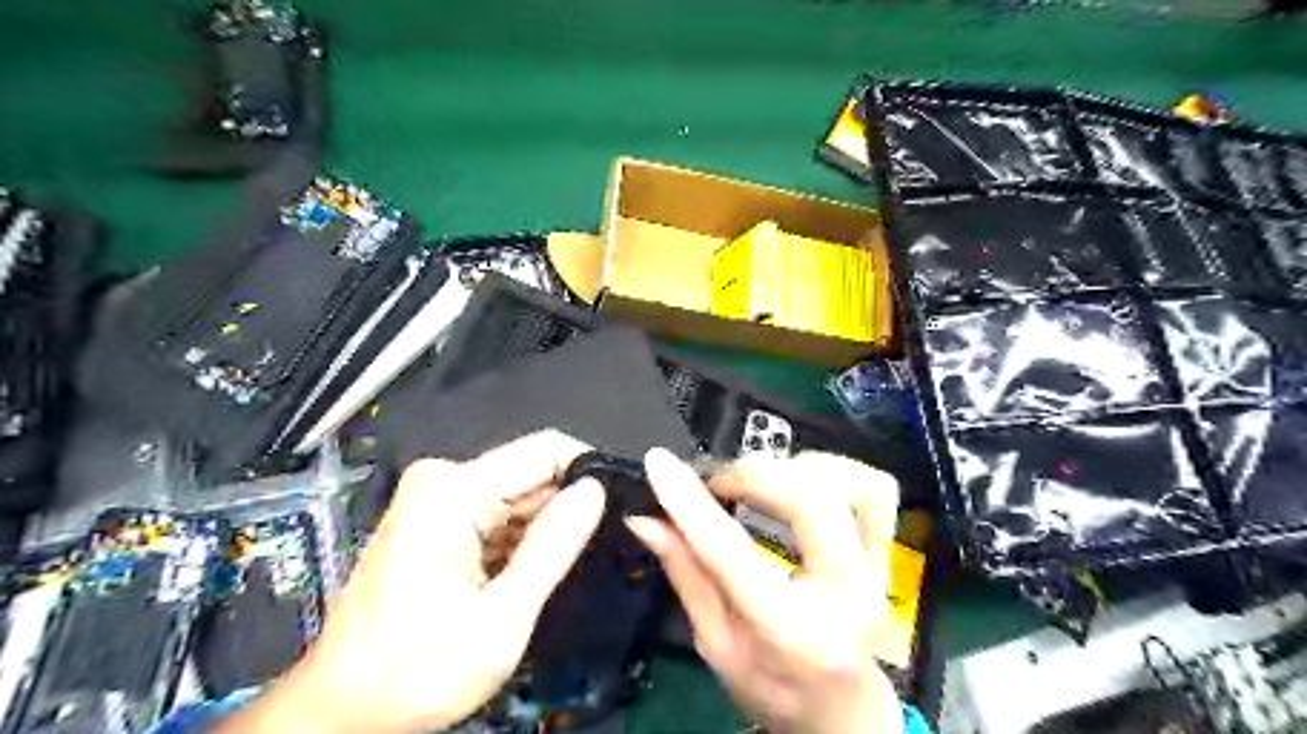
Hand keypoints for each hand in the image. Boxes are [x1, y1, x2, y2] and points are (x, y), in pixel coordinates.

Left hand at [213, 430, 602, 733]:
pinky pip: (499, 514)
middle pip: (531, 474)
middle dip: (563, 512)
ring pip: (519, 497)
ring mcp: (438, 498)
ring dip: (540, 532)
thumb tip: (595, 491)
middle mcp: (443, 480)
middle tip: (579, 561)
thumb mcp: (500, 619)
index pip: (545, 450)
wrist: (342, 711)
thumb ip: (552, 549)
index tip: (617, 508)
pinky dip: (518, 542)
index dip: (588, 474)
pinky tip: (513, 579)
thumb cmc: (414, 673)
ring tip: (542, 578)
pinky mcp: (437, 517)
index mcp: (452, 492)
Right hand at [629, 447, 906, 733]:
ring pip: (854, 487)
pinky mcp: (886, 553)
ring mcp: (874, 572)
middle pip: (812, 505)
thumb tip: (646, 520)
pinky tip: (801, 480)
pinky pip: (876, 490)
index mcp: (788, 633)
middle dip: (754, 476)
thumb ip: (686, 575)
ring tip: (761, 481)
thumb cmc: (774, 688)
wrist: (843, 714)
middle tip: (719, 481)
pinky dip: (835, 471)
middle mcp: (843, 596)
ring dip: (798, 469)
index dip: (691, 503)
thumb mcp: (717, 644)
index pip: (733, 554)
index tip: (660, 465)